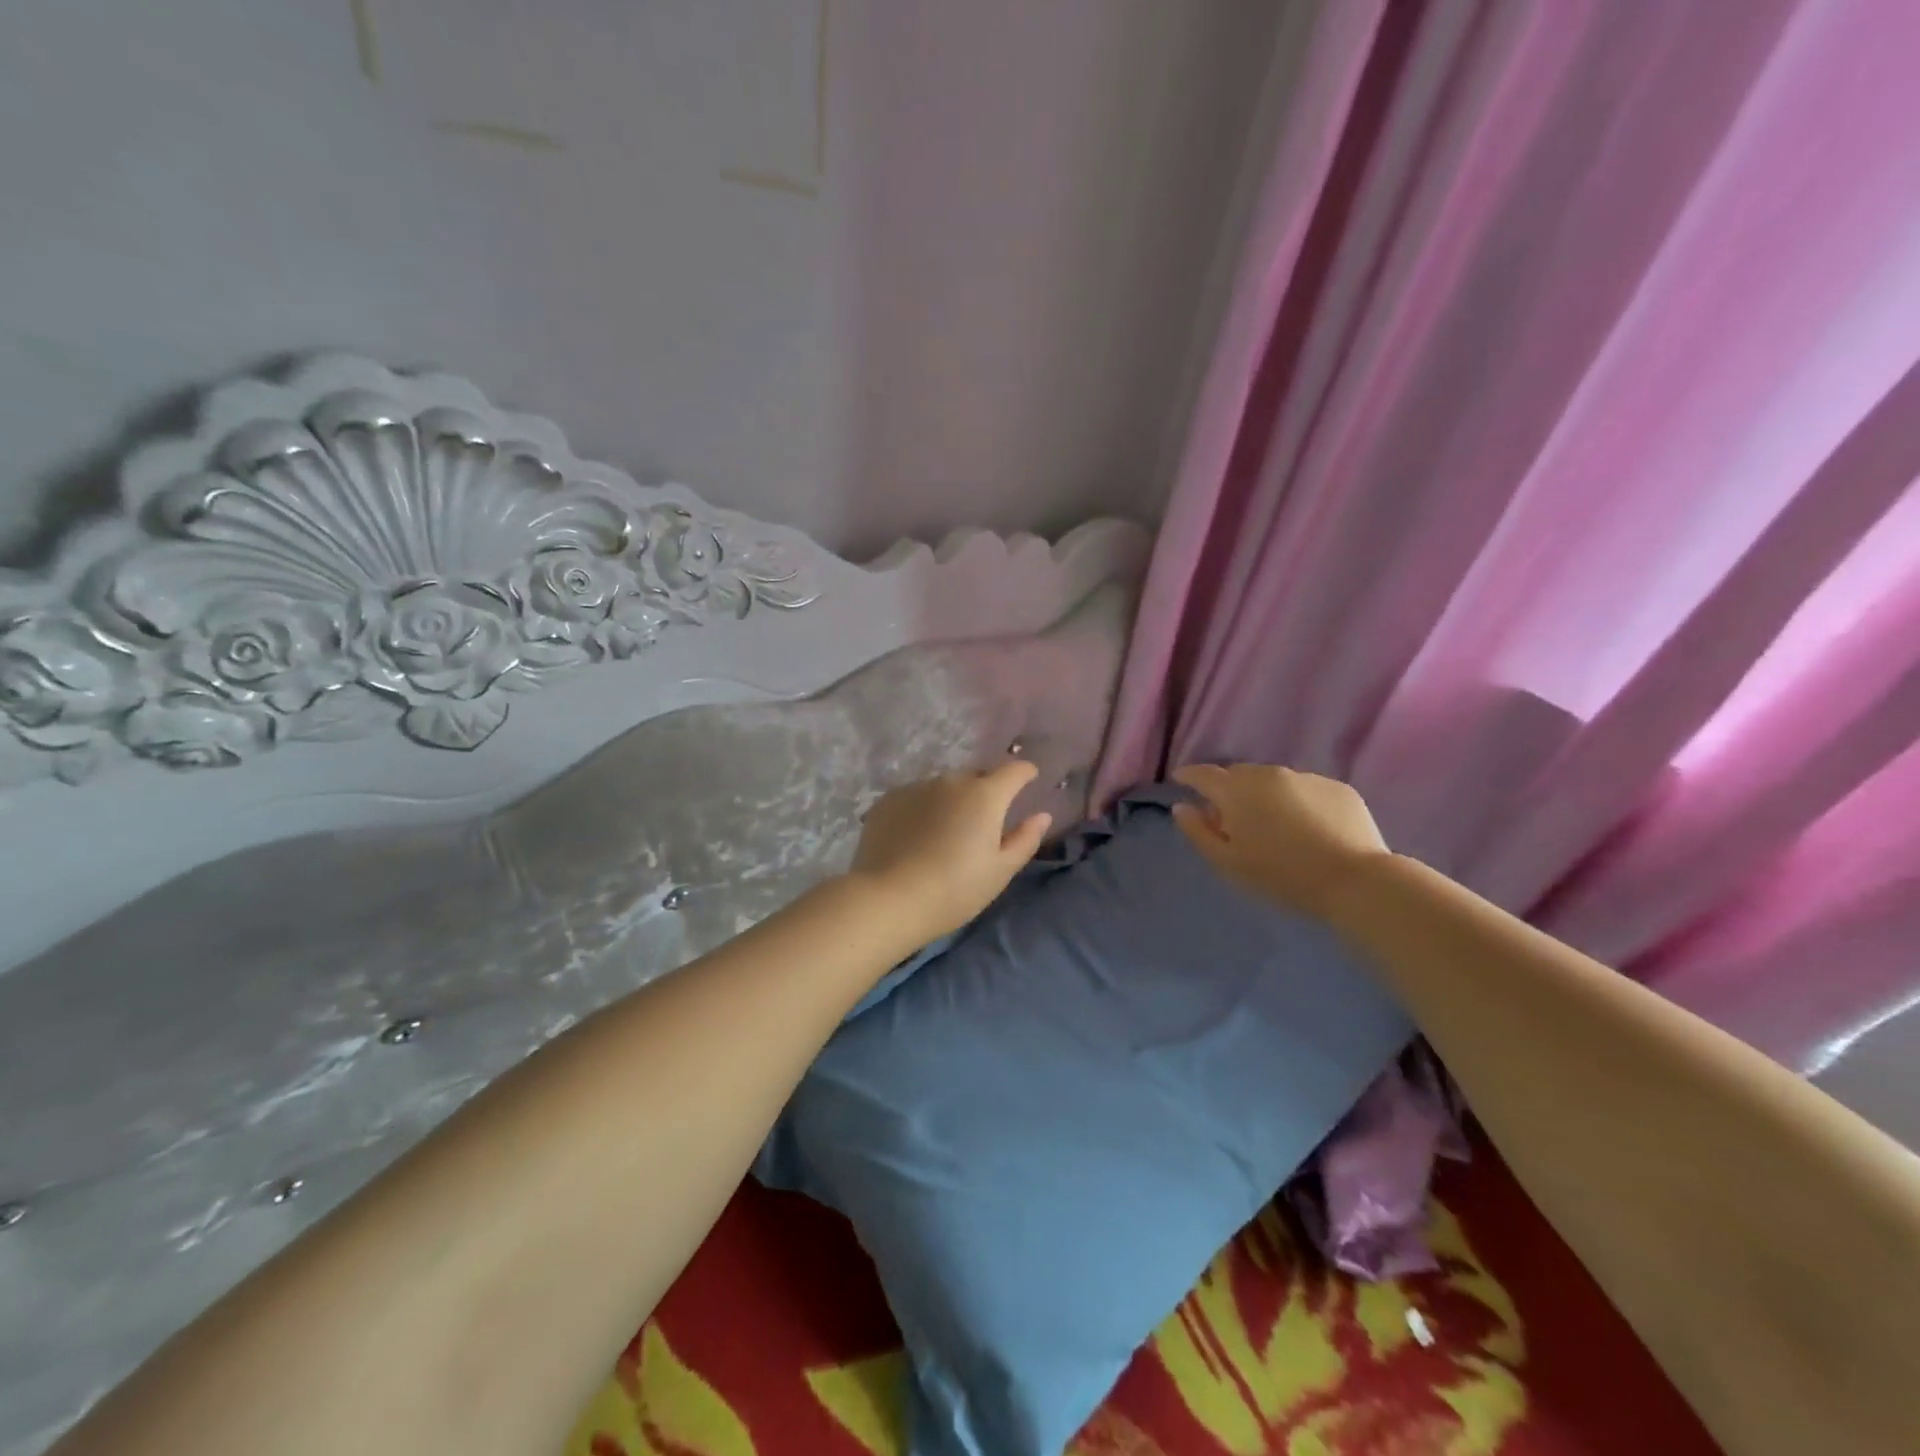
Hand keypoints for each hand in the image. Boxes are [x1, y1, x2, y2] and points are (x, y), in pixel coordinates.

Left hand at [848, 762, 1052, 944]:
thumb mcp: (1000, 871)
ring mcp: (916, 787)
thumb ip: (1025, 839)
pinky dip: (922, 810)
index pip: (1014, 770)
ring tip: (945, 834)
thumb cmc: (955, 890)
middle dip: (985, 793)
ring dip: (951, 802)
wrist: (889, 899)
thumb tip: (1042, 815)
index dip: (1025, 774)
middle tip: (982, 825)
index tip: (1028, 782)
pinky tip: (915, 838)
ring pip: (944, 787)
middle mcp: (951, 781)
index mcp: (985, 795)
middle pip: (977, 778)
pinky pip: (915, 797)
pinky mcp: (888, 800)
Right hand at [1171, 763, 1390, 920]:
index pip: (1203, 774)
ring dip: (1264, 795)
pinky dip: (1297, 802)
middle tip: (1230, 816)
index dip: (1189, 775)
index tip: (1181, 780)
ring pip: (1273, 781)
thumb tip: (1183, 807)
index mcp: (1237, 791)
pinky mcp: (1337, 788)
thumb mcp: (1228, 862)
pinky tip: (1306, 828)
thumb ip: (1198, 832)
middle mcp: (1269, 774)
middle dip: (1229, 789)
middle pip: (1239, 774)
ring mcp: (1306, 778)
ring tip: (1272, 823)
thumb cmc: (1281, 875)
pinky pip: (1305, 790)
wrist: (1354, 880)